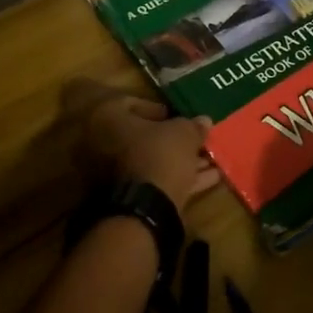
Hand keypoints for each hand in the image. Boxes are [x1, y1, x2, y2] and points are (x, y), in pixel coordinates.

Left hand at [73, 84, 218, 214]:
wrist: (143, 209)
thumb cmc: (159, 155)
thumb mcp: (183, 134)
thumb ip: (192, 125)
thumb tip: (204, 121)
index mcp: (107, 118)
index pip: (130, 104)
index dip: (158, 109)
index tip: (178, 117)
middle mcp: (102, 144)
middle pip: (141, 137)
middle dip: (172, 140)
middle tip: (196, 141)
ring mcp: (109, 174)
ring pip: (149, 161)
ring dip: (179, 160)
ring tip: (210, 160)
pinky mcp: (124, 198)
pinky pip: (152, 181)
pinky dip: (178, 178)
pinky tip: (209, 178)